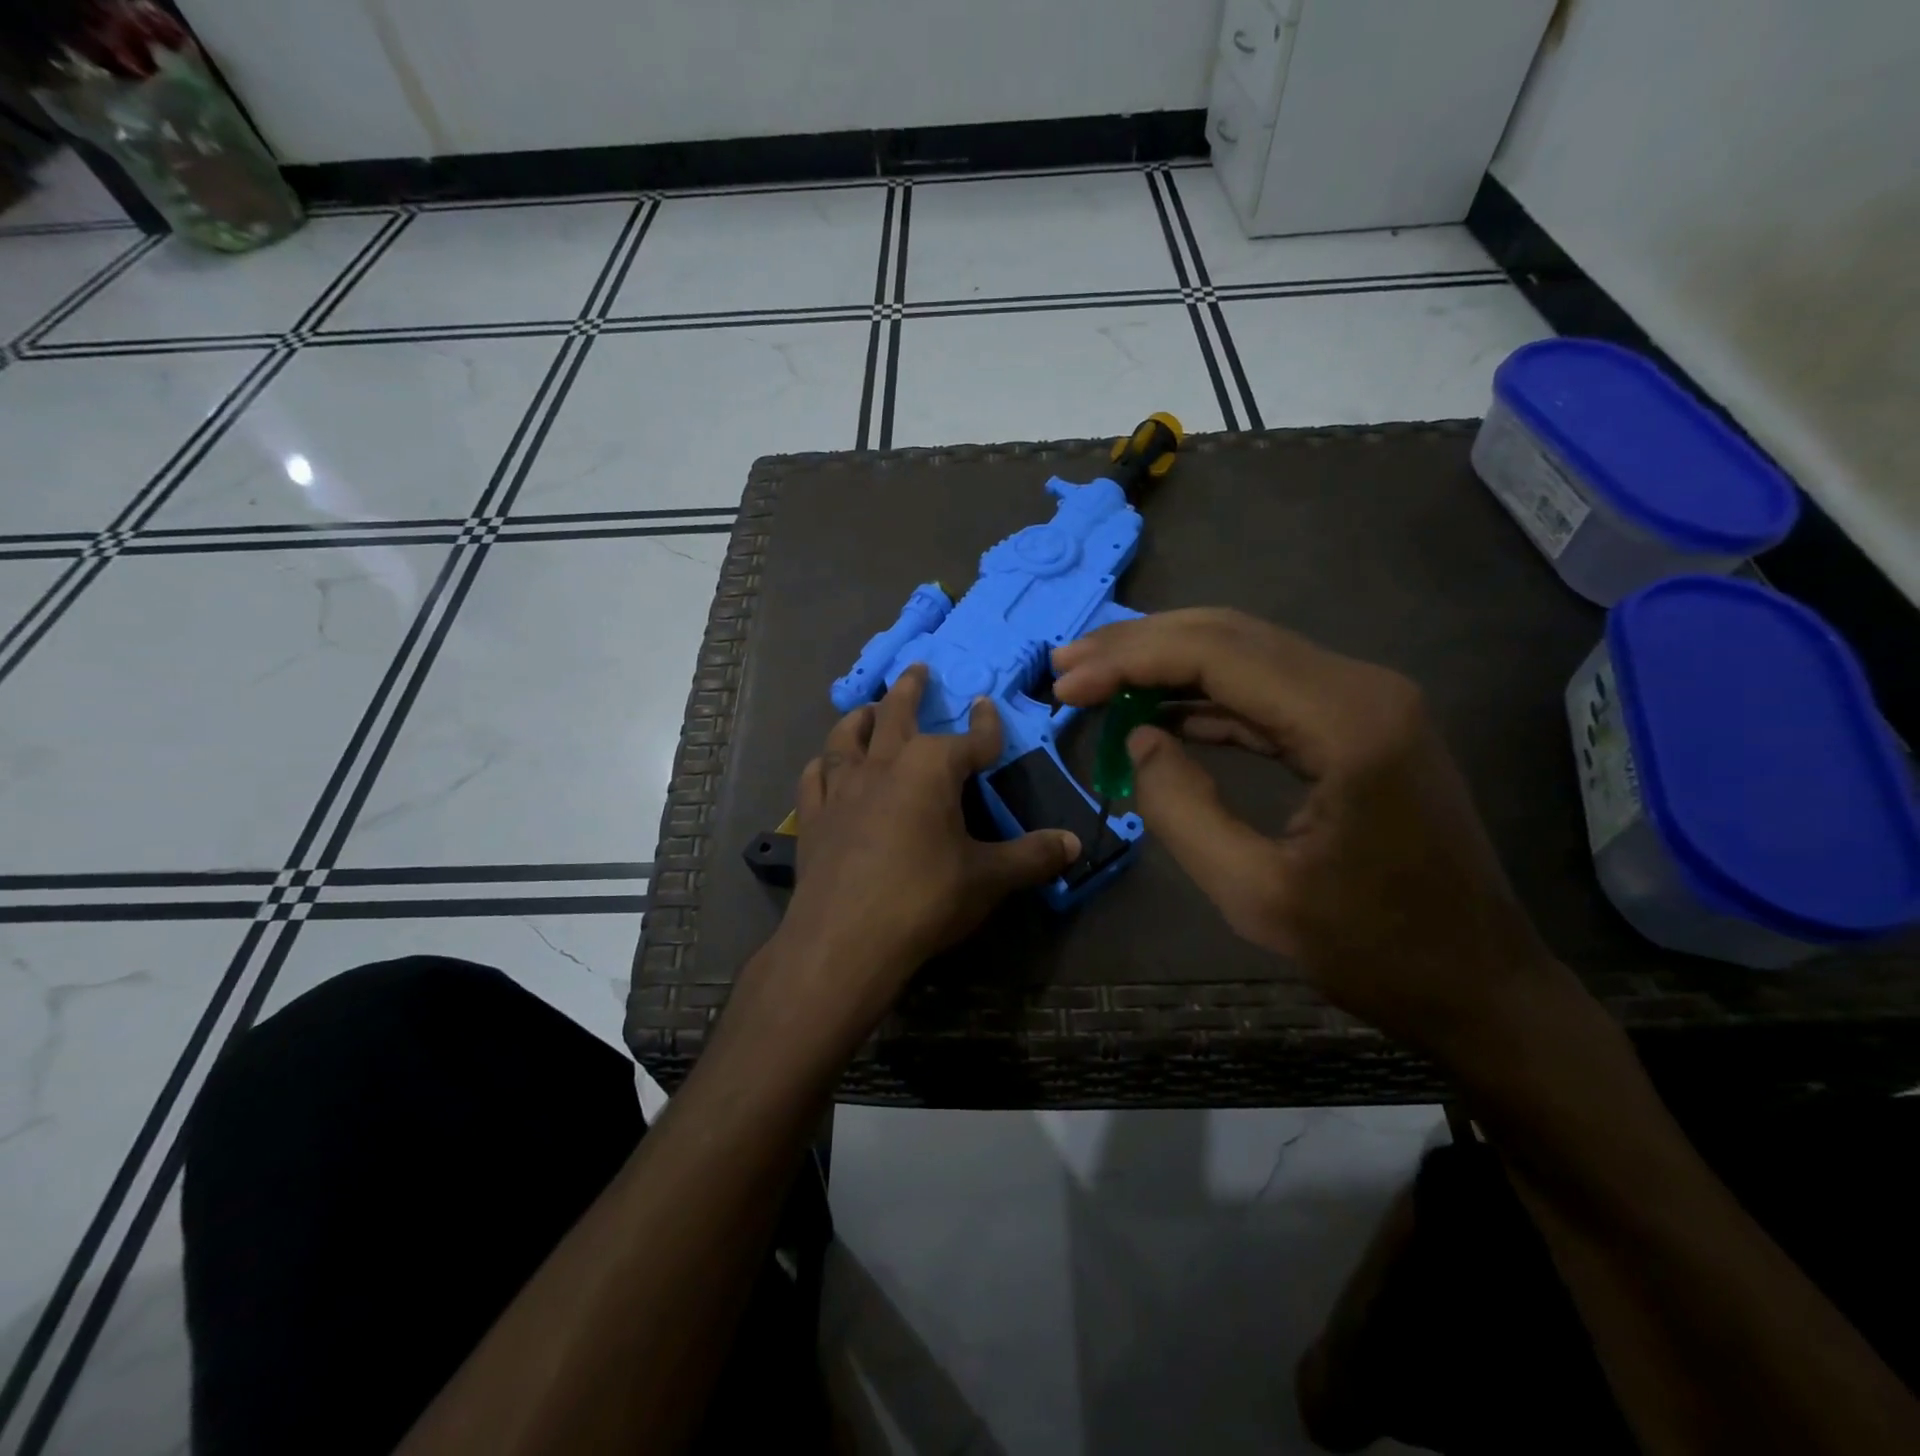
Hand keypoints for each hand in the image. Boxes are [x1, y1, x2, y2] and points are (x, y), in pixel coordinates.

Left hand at [736, 666, 1079, 1057]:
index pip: (969, 739)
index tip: (991, 709)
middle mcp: (884, 765)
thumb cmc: (924, 899)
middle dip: (912, 690)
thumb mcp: (988, 878)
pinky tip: (825, 765)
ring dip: (861, 717)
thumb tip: (1074, 843)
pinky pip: (816, 777)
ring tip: (869, 708)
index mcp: (931, 769)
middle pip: (898, 714)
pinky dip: (824, 764)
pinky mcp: (814, 817)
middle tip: (918, 669)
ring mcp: (842, 789)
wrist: (845, 940)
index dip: (986, 725)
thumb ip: (1032, 856)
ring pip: (848, 737)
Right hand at [1052, 609, 1561, 1063]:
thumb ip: (1181, 808)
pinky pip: (1266, 690)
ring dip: (1167, 663)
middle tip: (1068, 666)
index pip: (1217, 654)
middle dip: (1139, 646)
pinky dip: (1205, 695)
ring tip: (1097, 681)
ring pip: (1245, 653)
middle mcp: (1361, 687)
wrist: (1480, 985)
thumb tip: (1139, 739)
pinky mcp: (1358, 723)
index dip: (1130, 660)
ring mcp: (1364, 701)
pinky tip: (1160, 712)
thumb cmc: (1374, 950)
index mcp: (1346, 721)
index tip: (1066, 684)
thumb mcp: (1254, 894)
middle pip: (1229, 634)